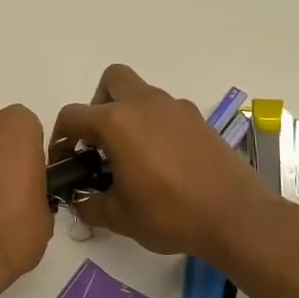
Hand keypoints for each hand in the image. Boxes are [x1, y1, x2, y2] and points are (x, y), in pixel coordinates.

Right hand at [52, 64, 275, 261]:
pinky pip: (166, 111)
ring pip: (141, 93)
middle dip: (98, 105)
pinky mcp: (199, 120)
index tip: (64, 162)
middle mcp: (144, 104)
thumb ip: (89, 204)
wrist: (236, 217)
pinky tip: (163, 161)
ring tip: (132, 156)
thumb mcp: (118, 217)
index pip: (73, 116)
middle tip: (101, 141)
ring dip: (128, 114)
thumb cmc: (170, 214)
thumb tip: (79, 199)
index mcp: (117, 122)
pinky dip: (155, 126)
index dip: (61, 138)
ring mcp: (175, 108)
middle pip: (111, 80)